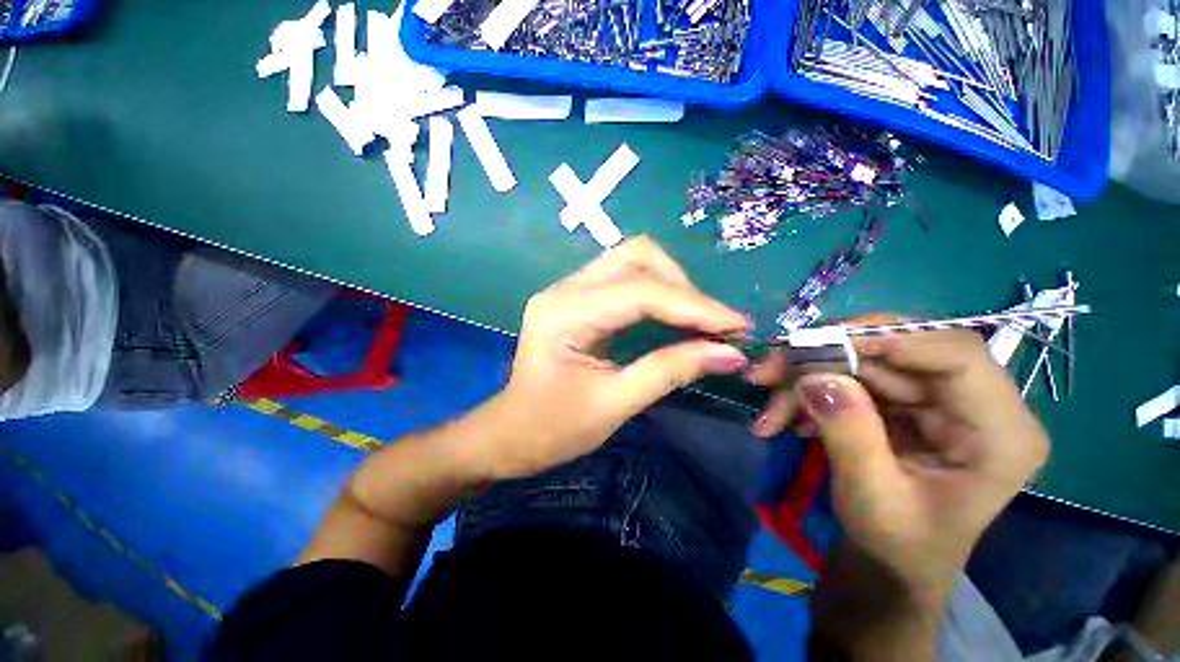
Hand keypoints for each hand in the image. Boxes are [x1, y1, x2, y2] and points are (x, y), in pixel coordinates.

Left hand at [477, 237, 749, 478]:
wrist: (510, 433)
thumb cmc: (552, 429)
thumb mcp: (614, 405)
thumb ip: (670, 371)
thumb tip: (729, 353)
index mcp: (564, 314)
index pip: (639, 292)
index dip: (694, 306)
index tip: (737, 326)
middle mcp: (564, 289)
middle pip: (636, 256)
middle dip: (683, 286)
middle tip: (714, 323)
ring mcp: (568, 290)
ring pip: (632, 261)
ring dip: (672, 284)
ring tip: (701, 319)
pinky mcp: (577, 298)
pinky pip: (625, 279)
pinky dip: (658, 292)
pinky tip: (675, 316)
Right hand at [747, 316, 1049, 597]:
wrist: (888, 567)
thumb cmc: (896, 548)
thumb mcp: (873, 498)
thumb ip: (850, 434)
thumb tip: (814, 377)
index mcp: (1000, 433)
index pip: (955, 354)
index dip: (886, 339)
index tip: (816, 345)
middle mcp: (974, 405)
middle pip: (897, 351)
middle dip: (824, 359)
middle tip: (768, 371)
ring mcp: (935, 402)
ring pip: (862, 364)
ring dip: (806, 379)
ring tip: (767, 411)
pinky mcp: (902, 404)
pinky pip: (850, 380)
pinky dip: (810, 393)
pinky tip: (785, 418)